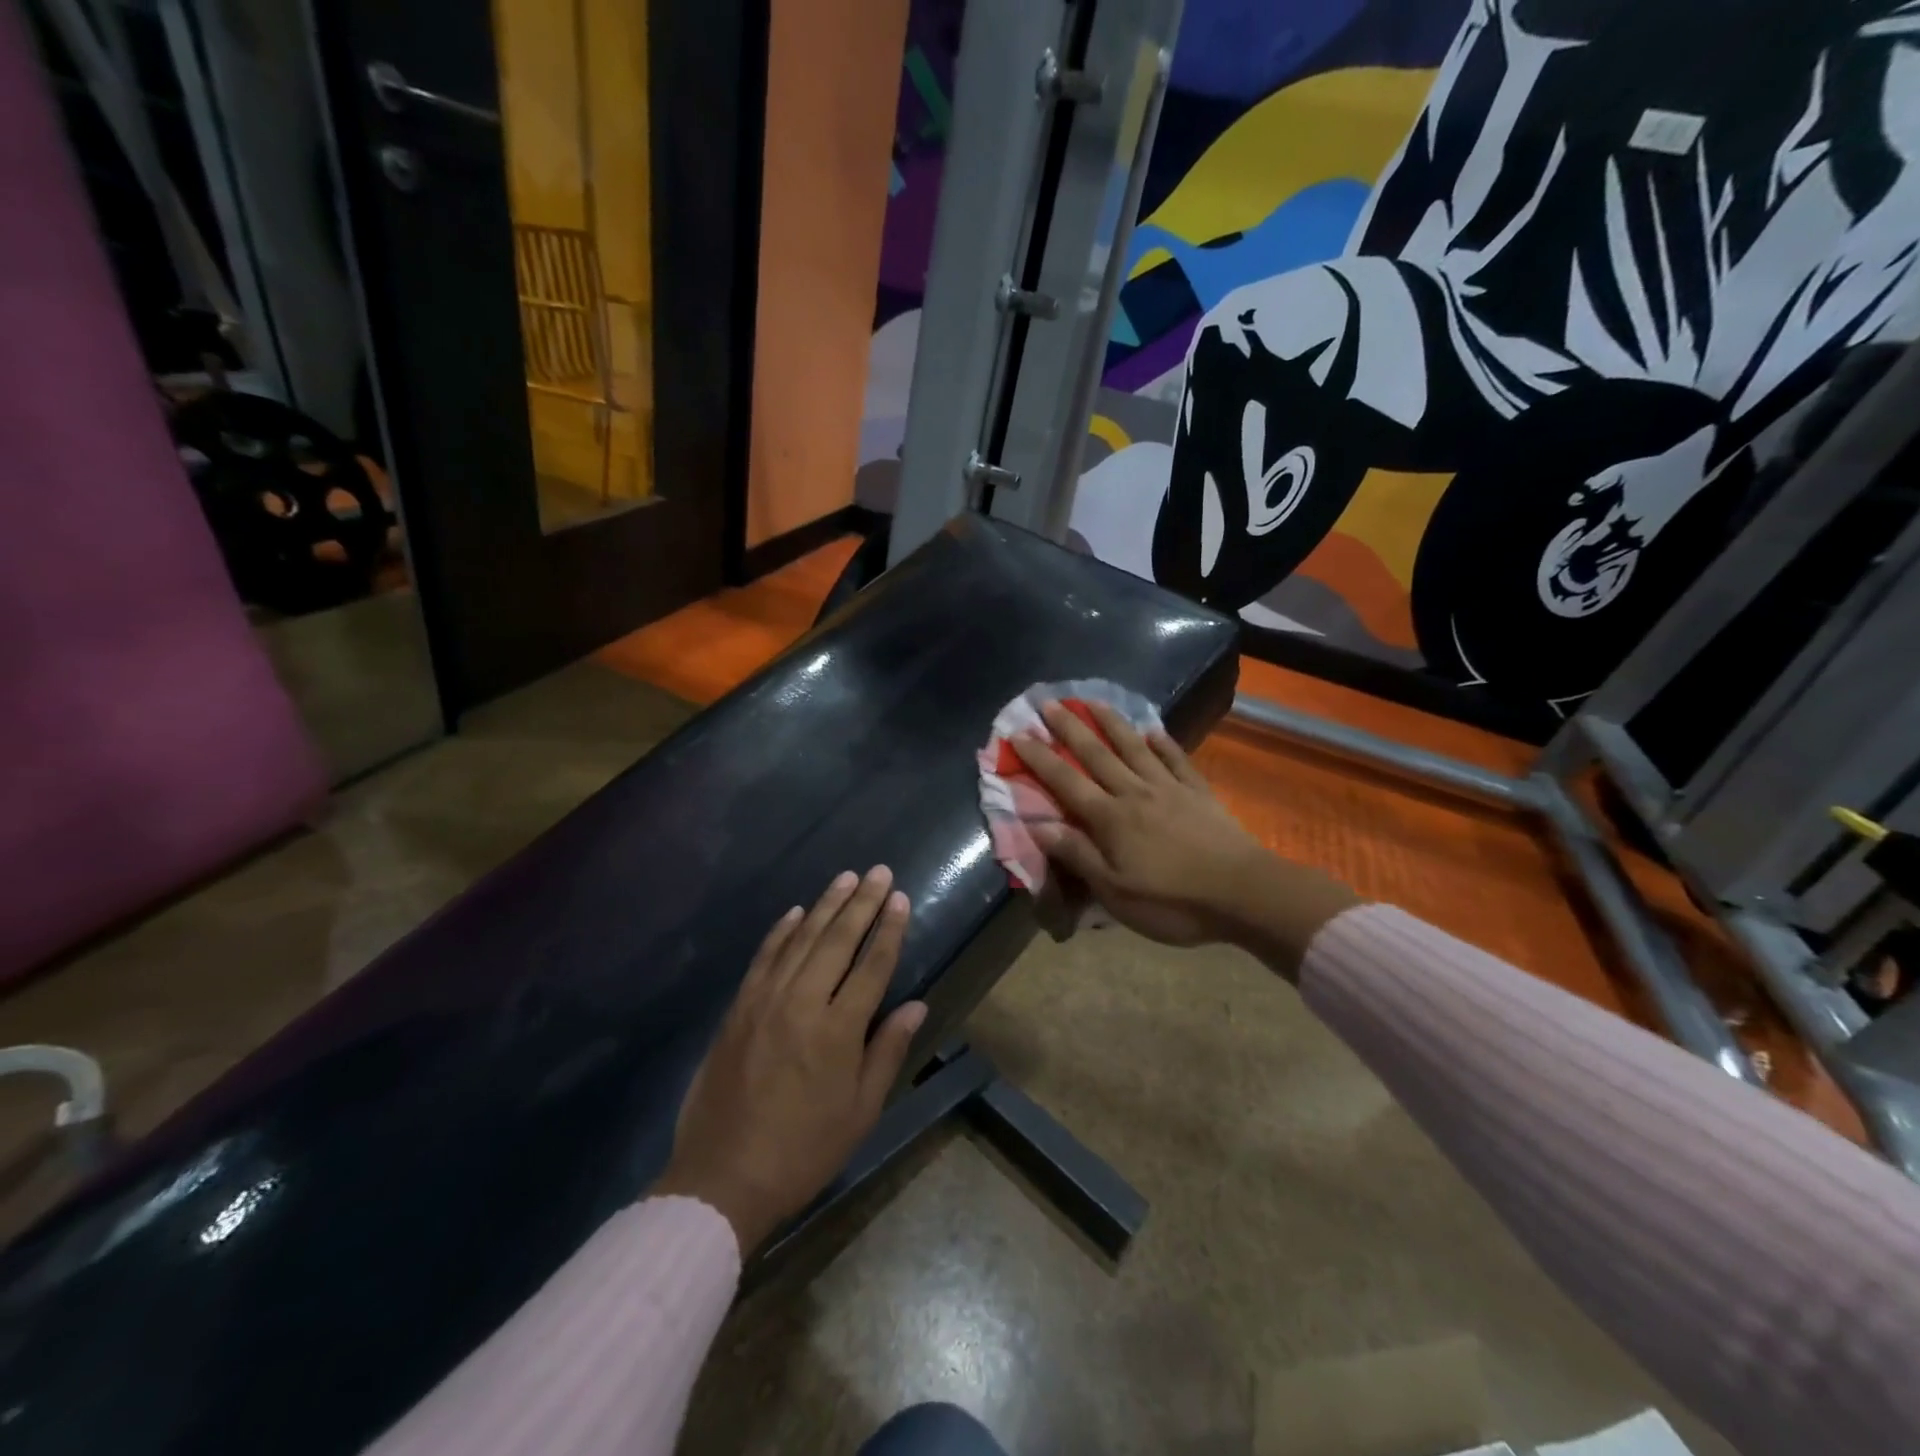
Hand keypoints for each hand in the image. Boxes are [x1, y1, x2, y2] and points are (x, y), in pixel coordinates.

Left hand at [652, 867, 925, 1253]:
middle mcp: (802, 1003)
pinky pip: (764, 957)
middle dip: (862, 903)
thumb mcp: (860, 1111)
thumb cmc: (804, 1150)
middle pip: (838, 941)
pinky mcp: (738, 1008)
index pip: (872, 965)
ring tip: (846, 878)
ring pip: (801, 939)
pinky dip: (781, 931)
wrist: (722, 1177)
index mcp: (838, 1030)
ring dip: (826, 905)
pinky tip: (795, 912)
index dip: (889, 929)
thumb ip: (887, 1051)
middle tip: (879, 872)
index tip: (900, 898)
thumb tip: (916, 1006)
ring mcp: (765, 1001)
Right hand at [1011, 701, 1268, 945]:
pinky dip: (1163, 743)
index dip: (1040, 757)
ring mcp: (1169, 789)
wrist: (1244, 893)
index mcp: (1111, 819)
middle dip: (1069, 728)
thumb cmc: (1173, 901)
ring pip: (1134, 748)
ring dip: (1111, 722)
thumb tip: (1037, 825)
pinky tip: (1153, 731)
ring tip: (1092, 701)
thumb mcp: (1115, 892)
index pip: (1066, 781)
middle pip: (1097, 754)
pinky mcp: (1199, 793)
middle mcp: (1135, 793)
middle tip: (1049, 702)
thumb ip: (1078, 855)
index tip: (1018, 733)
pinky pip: (1177, 760)